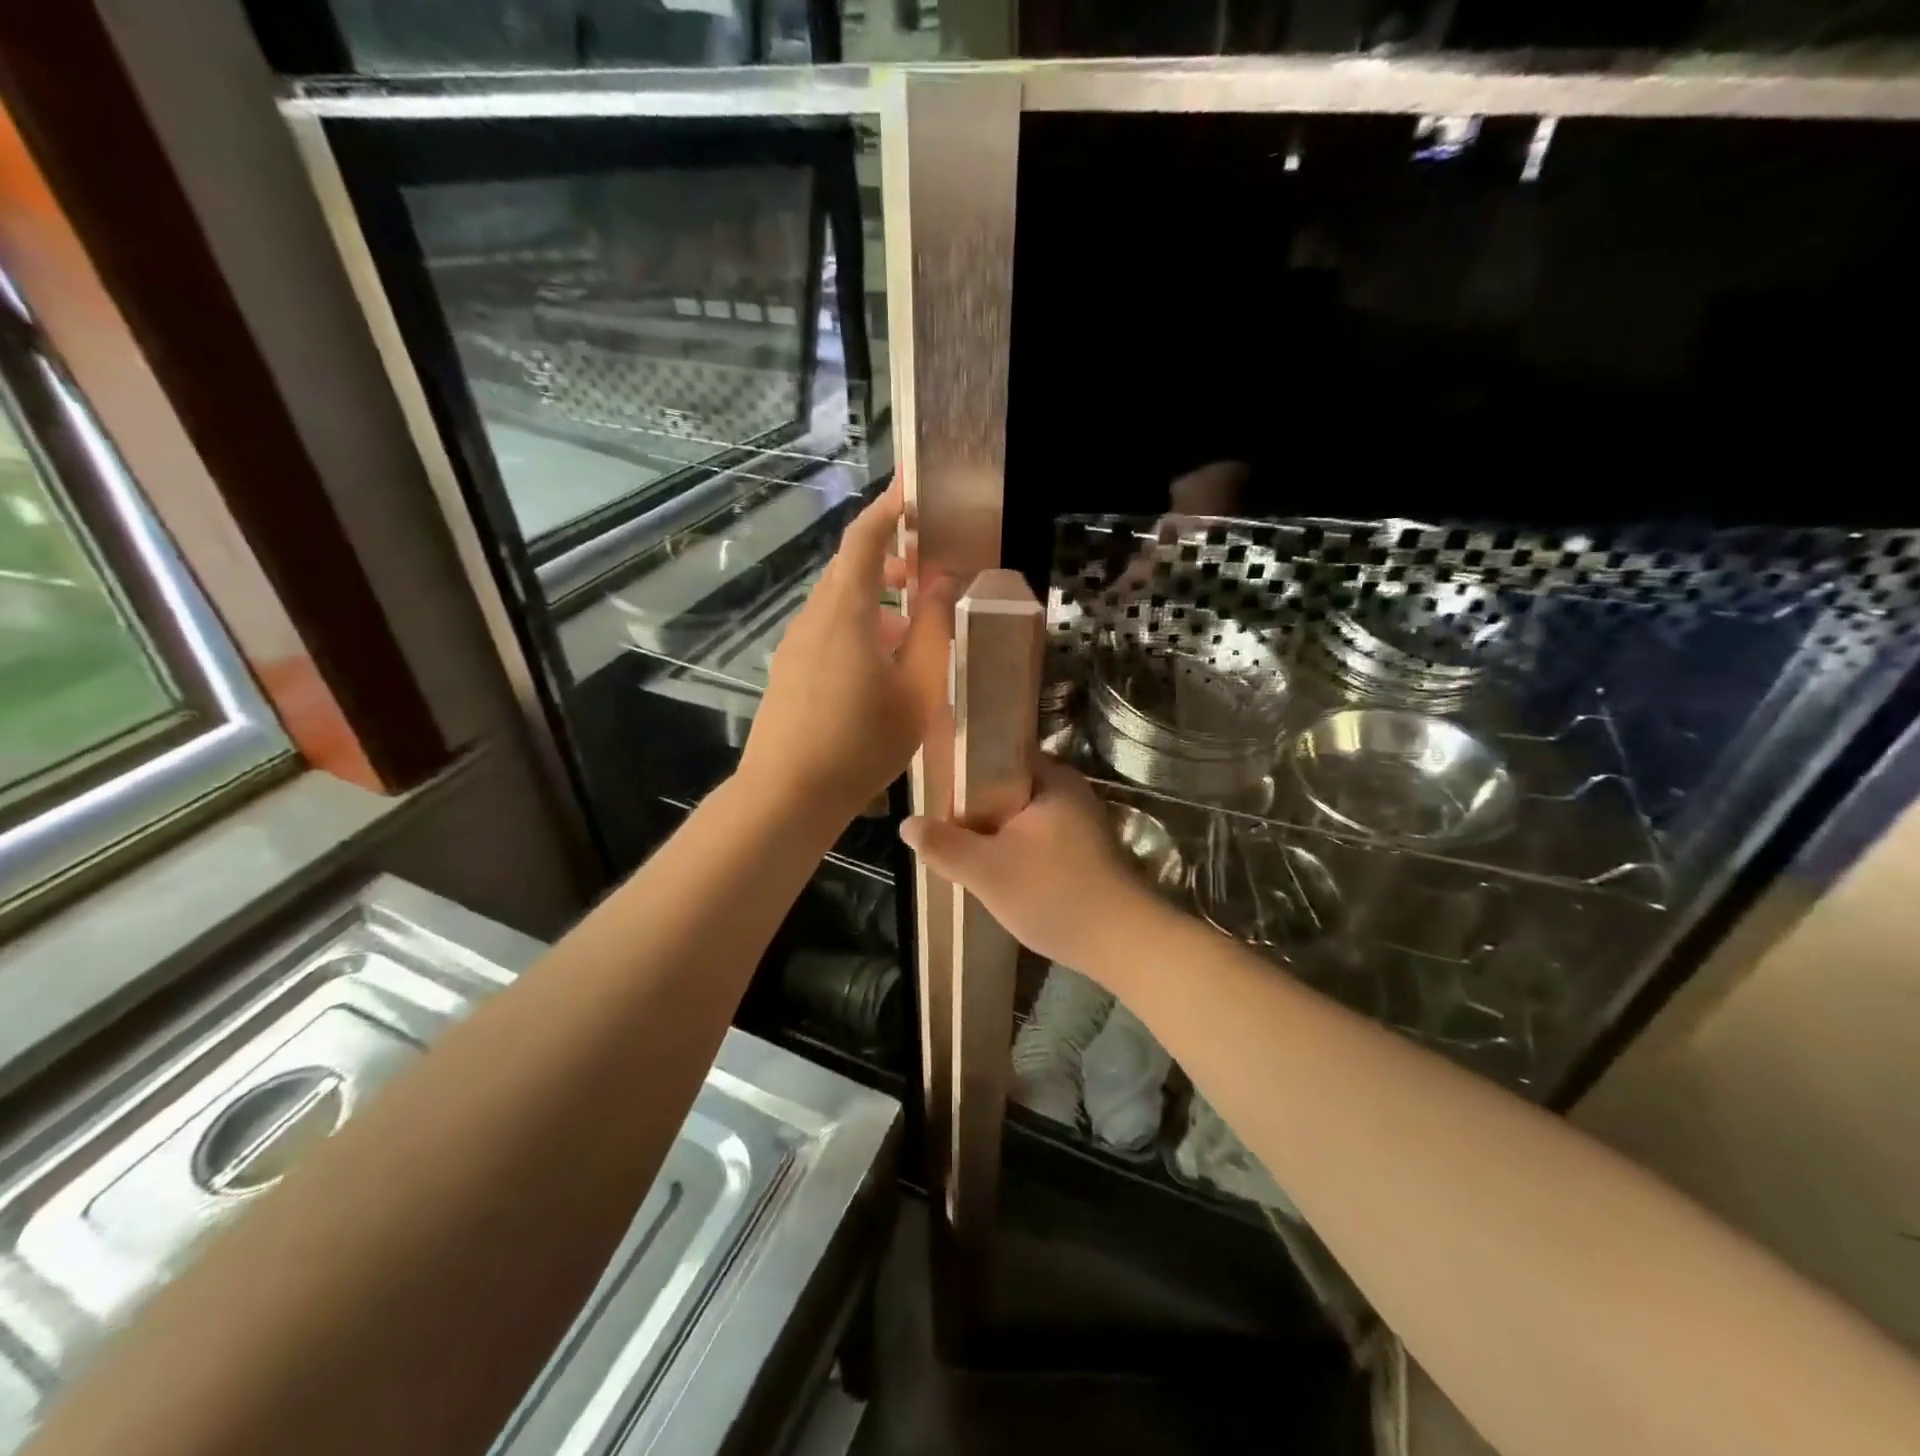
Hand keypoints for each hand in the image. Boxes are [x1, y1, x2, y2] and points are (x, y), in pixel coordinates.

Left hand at [739, 478, 954, 823]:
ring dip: (876, 602)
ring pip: (840, 606)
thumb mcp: (917, 689)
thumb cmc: (861, 741)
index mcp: (845, 611)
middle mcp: (813, 618)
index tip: (911, 488)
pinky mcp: (789, 674)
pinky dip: (859, 630)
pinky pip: (828, 634)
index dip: (888, 509)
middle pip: (849, 570)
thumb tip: (941, 584)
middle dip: (888, 561)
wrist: (788, 795)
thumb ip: (934, 631)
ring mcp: (795, 647)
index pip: (864, 539)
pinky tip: (881, 668)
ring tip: (912, 629)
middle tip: (926, 572)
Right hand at [899, 760, 1162, 976]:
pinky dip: (1015, 848)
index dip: (963, 768)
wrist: (1123, 944)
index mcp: (1051, 778)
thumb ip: (944, 845)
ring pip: (1021, 816)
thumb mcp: (986, 871)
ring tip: (960, 848)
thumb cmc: (1053, 895)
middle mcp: (1069, 791)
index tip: (935, 788)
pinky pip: (1037, 837)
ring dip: (994, 832)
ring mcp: (1080, 822)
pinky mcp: (1085, 851)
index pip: (998, 754)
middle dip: (974, 807)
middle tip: (941, 824)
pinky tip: (996, 870)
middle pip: (1007, 787)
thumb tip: (907, 824)